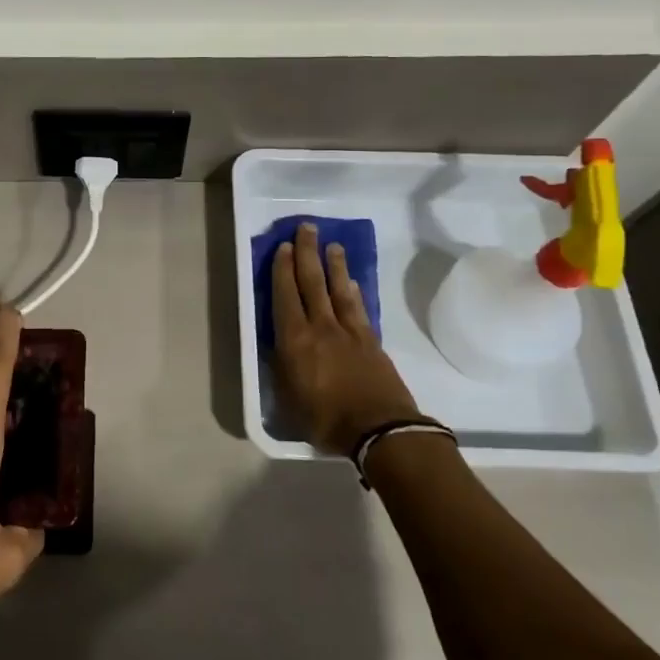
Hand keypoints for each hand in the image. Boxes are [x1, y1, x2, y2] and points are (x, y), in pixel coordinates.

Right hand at [272, 222, 428, 454]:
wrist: (380, 430)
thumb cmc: (326, 420)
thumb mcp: (288, 401)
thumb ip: (282, 370)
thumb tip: (278, 350)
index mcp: (295, 340)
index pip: (286, 295)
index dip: (283, 269)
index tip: (283, 246)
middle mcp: (321, 327)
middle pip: (313, 282)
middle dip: (307, 253)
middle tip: (306, 228)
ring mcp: (350, 332)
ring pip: (339, 289)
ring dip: (334, 265)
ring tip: (332, 245)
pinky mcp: (371, 341)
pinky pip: (359, 308)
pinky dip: (354, 292)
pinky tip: (353, 283)